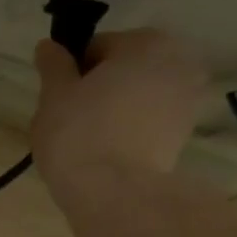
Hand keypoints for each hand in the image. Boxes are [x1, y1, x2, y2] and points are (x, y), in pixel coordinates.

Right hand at [30, 29, 212, 204]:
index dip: (74, 71)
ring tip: (91, 139)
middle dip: (102, 89)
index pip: (99, 47)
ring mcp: (188, 102)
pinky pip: (150, 124)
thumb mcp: (54, 94)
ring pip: (140, 98)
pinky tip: (110, 153)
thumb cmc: (79, 134)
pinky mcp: (185, 138)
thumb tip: (48, 47)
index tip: (60, 98)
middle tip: (74, 119)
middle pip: (126, 70)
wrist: (114, 194)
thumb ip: (54, 66)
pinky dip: (133, 131)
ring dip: (119, 110)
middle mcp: (178, 63)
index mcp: (146, 42)